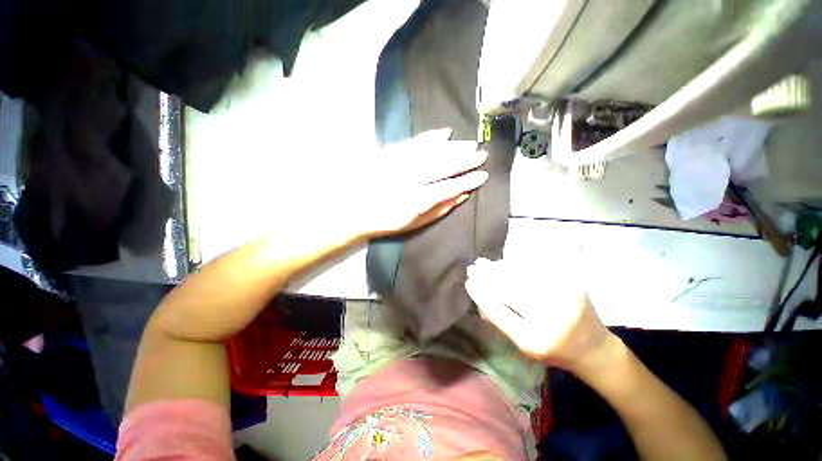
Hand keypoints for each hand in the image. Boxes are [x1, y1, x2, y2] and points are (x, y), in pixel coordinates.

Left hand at [348, 128, 488, 238]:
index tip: (483, 176)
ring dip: (453, 147)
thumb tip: (461, 195)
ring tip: (469, 144)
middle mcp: (411, 179)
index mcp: (417, 200)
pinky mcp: (391, 153)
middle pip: (443, 166)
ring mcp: (400, 164)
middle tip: (481, 155)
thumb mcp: (415, 223)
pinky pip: (415, 142)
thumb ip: (439, 210)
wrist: (356, 209)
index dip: (468, 181)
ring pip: (433, 152)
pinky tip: (444, 133)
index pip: (450, 187)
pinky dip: (431, 137)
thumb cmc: (388, 221)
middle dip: (465, 160)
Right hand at [465, 258, 611, 370]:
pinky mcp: (573, 285)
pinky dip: (518, 265)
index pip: (498, 312)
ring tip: (487, 263)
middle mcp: (550, 319)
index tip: (468, 282)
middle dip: (488, 275)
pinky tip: (508, 264)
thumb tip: (481, 295)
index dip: (481, 294)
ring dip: (501, 268)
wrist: (593, 347)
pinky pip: (538, 270)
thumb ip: (502, 321)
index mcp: (534, 341)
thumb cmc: (552, 350)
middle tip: (475, 266)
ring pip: (522, 276)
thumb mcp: (523, 345)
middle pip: (510, 289)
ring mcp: (564, 298)